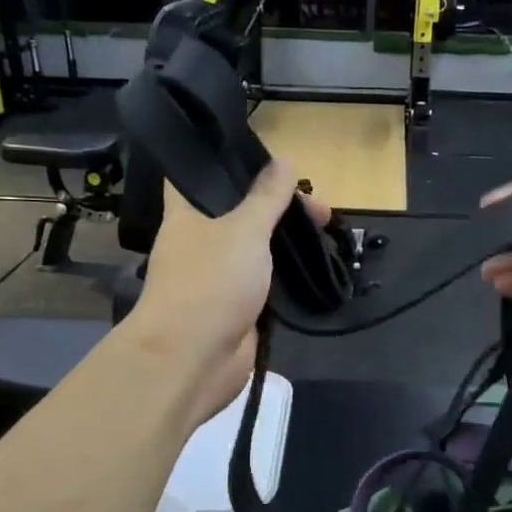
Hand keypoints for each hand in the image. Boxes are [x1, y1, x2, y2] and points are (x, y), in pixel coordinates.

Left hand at [129, 162, 330, 422]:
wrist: (193, 359)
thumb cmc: (211, 282)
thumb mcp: (244, 230)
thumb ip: (267, 197)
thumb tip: (284, 161)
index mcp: (186, 214)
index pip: (197, 175)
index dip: (227, 161)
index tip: (264, 152)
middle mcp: (199, 241)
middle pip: (239, 211)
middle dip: (277, 205)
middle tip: (319, 206)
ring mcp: (218, 275)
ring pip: (255, 246)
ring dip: (285, 239)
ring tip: (325, 229)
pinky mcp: (236, 305)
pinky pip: (264, 279)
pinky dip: (286, 271)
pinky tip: (314, 261)